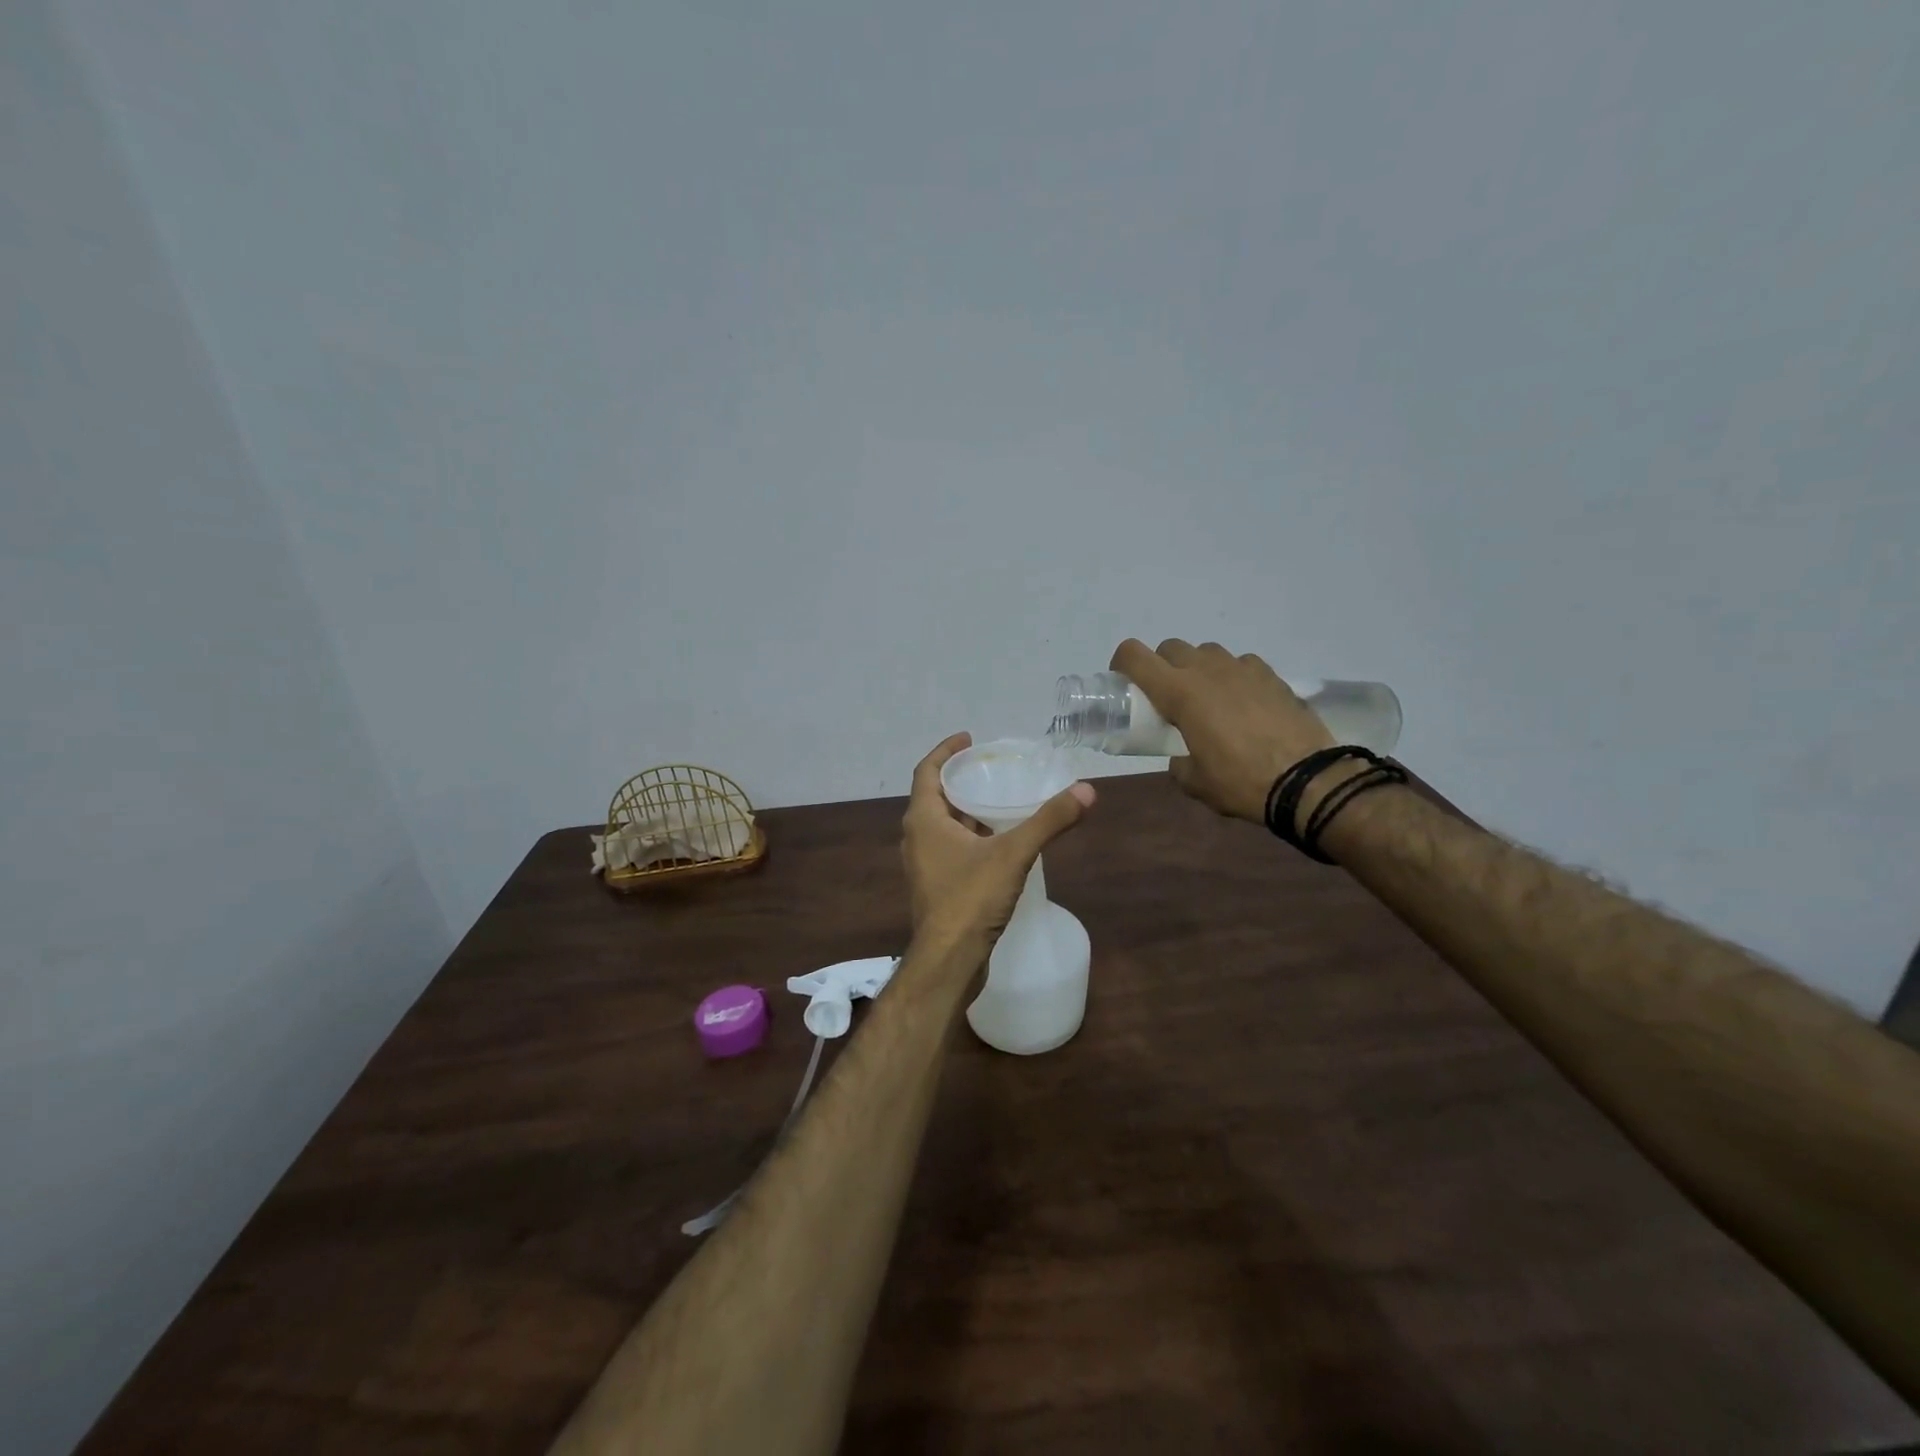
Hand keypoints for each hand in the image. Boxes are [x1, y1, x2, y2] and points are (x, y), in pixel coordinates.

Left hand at [901, 733, 1095, 952]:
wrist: (949, 961)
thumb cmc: (970, 899)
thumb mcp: (1013, 854)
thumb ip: (1049, 821)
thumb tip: (1087, 790)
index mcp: (924, 820)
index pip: (927, 771)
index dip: (945, 751)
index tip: (968, 738)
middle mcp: (917, 838)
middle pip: (936, 797)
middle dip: (961, 780)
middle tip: (992, 768)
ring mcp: (925, 865)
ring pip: (944, 826)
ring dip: (967, 811)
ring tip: (1000, 800)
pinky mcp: (937, 887)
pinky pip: (952, 849)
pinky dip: (971, 837)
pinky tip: (999, 842)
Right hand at [1110, 639, 1333, 822]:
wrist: (1307, 780)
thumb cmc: (1240, 781)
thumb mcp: (1194, 781)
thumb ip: (1178, 762)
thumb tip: (1182, 757)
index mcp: (1179, 692)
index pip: (1134, 655)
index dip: (1122, 663)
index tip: (1124, 683)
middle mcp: (1207, 670)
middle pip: (1170, 648)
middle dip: (1161, 667)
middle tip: (1167, 697)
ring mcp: (1242, 668)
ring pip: (1207, 652)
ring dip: (1198, 668)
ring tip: (1207, 699)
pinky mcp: (1271, 675)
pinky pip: (1240, 664)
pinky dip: (1233, 677)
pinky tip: (1242, 703)